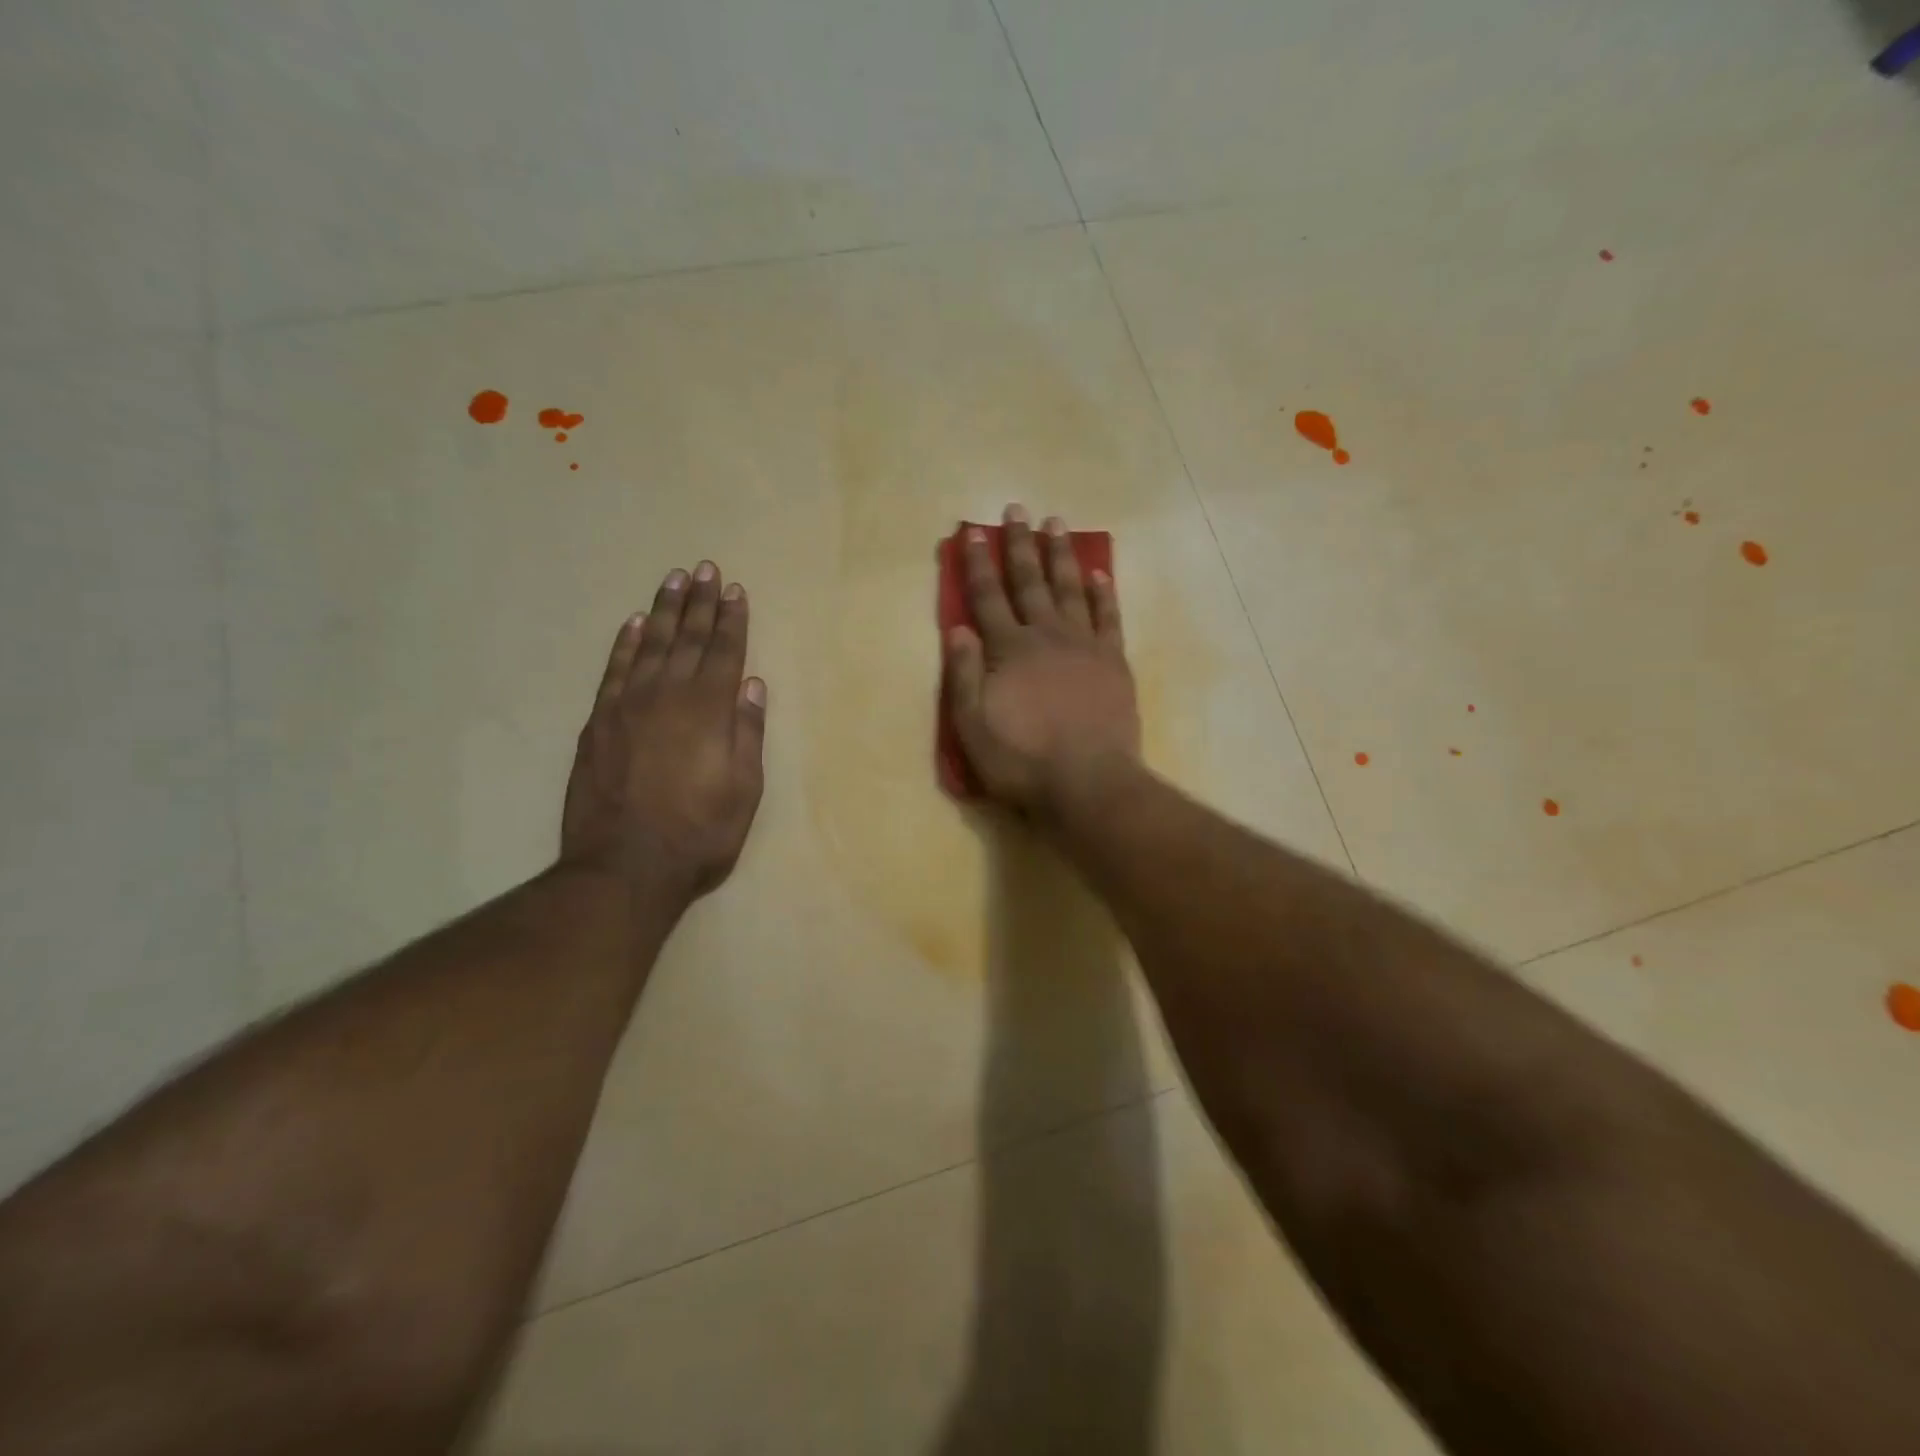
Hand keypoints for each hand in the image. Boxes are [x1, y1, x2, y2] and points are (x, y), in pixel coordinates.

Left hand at [560, 562, 766, 907]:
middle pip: (688, 639)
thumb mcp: (744, 789)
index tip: (735, 590)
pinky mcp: (598, 721)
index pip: (724, 652)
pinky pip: (614, 669)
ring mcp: (628, 706)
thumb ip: (747, 733)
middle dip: (700, 603)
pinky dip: (626, 643)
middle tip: (705, 569)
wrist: (625, 866)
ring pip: (650, 645)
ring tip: (674, 580)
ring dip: (664, 610)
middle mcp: (668, 696)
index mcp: (709, 710)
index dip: (732, 620)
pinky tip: (636, 624)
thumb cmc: (699, 832)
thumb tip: (752, 686)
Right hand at [944, 505, 1139, 811]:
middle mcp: (1046, 636)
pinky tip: (1100, 573)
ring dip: (1060, 555)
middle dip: (1019, 544)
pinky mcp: (1113, 662)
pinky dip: (1104, 593)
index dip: (977, 563)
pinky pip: (1109, 617)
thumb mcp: (972, 727)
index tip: (972, 531)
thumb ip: (964, 675)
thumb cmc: (1022, 761)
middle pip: (1029, 581)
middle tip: (1016, 510)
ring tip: (1055, 523)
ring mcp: (1084, 646)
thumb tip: (958, 628)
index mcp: (1008, 650)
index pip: (987, 597)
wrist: (1087, 784)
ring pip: (1070, 588)